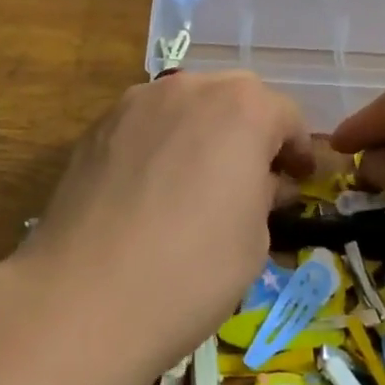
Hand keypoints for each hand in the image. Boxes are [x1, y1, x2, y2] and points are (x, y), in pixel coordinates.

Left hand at [24, 72, 312, 372]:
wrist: (85, 296)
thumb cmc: (191, 271)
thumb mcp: (254, 240)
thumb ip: (264, 194)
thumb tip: (263, 182)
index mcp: (242, 108)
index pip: (285, 115)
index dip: (297, 150)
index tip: (299, 180)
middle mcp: (190, 88)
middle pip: (235, 96)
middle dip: (251, 129)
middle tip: (252, 176)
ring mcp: (137, 101)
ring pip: (186, 103)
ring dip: (204, 129)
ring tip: (199, 177)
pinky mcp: (98, 125)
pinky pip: (146, 122)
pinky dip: (162, 141)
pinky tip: (153, 186)